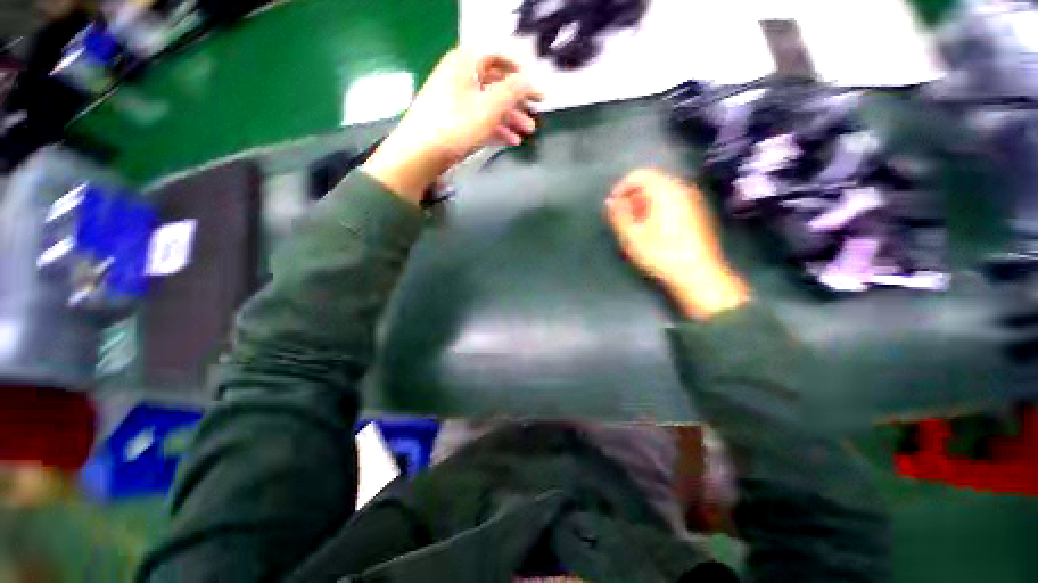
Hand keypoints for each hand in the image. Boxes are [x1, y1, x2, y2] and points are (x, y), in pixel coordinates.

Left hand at [363, 49, 542, 203]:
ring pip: (489, 104)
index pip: (500, 57)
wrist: (420, 154)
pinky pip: (479, 119)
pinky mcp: (452, 121)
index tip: (536, 91)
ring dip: (510, 118)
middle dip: (518, 101)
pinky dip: (496, 128)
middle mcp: (459, 76)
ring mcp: (454, 100)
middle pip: (495, 83)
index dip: (521, 73)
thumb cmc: (457, 126)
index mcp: (466, 62)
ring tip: (527, 133)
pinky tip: (510, 141)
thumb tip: (532, 81)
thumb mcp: (491, 106)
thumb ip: (515, 90)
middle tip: (535, 116)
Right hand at [605, 169, 748, 318]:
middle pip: (652, 181)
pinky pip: (673, 200)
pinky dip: (658, 207)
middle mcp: (682, 188)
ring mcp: (693, 199)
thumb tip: (611, 201)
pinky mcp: (698, 212)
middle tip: (623, 217)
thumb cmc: (660, 254)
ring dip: (644, 203)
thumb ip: (618, 214)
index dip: (621, 187)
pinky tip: (653, 228)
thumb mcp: (631, 236)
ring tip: (635, 225)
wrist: (698, 274)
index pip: (639, 174)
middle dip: (632, 196)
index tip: (612, 206)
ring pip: (662, 191)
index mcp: (665, 190)